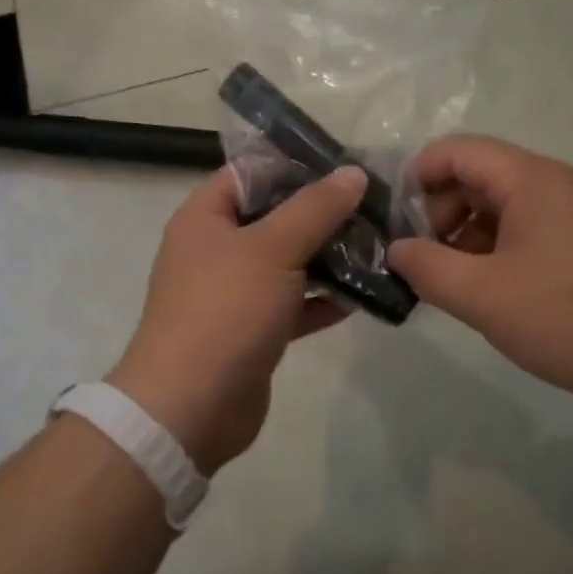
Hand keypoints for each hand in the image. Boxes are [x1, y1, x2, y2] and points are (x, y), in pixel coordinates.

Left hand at [107, 165, 365, 473]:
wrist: (191, 407)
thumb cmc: (226, 310)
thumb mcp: (273, 248)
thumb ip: (315, 208)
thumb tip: (353, 173)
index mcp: (206, 217)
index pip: (252, 173)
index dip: (297, 166)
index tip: (348, 167)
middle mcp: (216, 249)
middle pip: (275, 217)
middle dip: (323, 214)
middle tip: (377, 208)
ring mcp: (234, 292)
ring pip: (288, 262)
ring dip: (329, 257)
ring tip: (381, 247)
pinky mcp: (253, 330)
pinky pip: (293, 304)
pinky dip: (323, 300)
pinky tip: (365, 295)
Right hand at [387, 135, 572, 401]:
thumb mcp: (485, 297)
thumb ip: (427, 269)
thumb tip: (396, 251)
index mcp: (531, 179)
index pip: (456, 151)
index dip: (416, 180)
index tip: (396, 227)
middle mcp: (557, 184)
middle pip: (479, 178)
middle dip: (440, 215)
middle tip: (424, 265)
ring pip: (504, 209)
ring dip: (469, 240)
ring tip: (455, 287)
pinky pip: (531, 233)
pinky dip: (500, 255)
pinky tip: (496, 297)